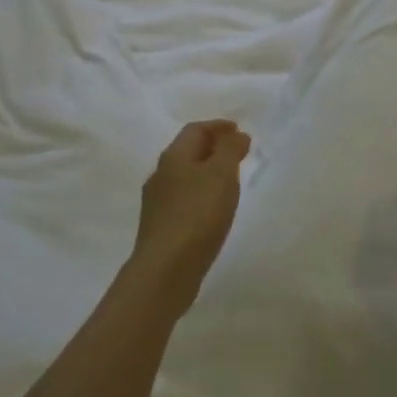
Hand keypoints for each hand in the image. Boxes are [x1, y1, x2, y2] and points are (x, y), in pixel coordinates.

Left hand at [131, 120, 251, 314]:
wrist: (166, 270)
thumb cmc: (197, 214)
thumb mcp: (221, 174)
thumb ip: (230, 150)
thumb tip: (236, 135)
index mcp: (173, 157)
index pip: (195, 130)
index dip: (218, 127)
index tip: (239, 131)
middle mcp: (160, 175)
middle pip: (187, 152)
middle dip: (213, 148)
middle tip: (238, 153)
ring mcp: (157, 203)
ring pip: (185, 177)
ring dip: (207, 172)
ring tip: (229, 181)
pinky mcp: (161, 227)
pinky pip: (184, 200)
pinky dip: (201, 194)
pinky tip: (213, 209)